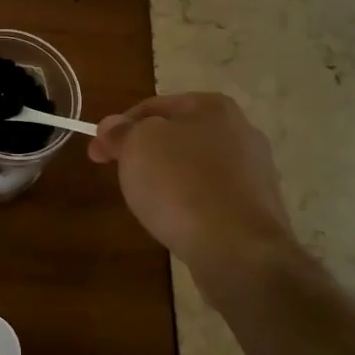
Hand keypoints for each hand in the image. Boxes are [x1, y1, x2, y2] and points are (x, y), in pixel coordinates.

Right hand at [88, 92, 302, 301]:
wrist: (237, 248)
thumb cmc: (180, 184)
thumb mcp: (136, 146)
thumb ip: (121, 131)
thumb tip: (111, 126)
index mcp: (213, 107)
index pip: (152, 107)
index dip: (118, 127)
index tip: (97, 151)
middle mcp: (241, 131)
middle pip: (176, 136)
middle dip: (144, 152)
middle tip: (119, 174)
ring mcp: (255, 171)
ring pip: (194, 167)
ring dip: (168, 177)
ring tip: (147, 201)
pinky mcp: (257, 207)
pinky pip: (211, 196)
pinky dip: (190, 202)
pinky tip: (177, 220)